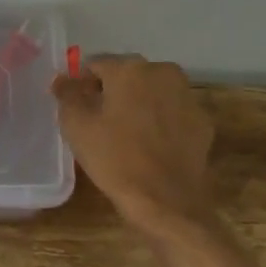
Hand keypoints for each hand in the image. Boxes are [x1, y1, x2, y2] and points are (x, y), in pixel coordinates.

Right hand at [52, 55, 217, 238]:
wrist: (166, 201)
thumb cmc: (115, 158)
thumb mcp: (77, 125)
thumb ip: (67, 94)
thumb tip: (62, 78)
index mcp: (130, 68)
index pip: (96, 65)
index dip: (81, 84)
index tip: (75, 106)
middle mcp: (163, 72)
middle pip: (127, 75)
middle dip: (112, 91)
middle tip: (98, 120)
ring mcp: (188, 96)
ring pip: (152, 92)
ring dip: (137, 103)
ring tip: (125, 133)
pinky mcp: (202, 122)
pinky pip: (172, 112)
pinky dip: (160, 121)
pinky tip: (150, 145)